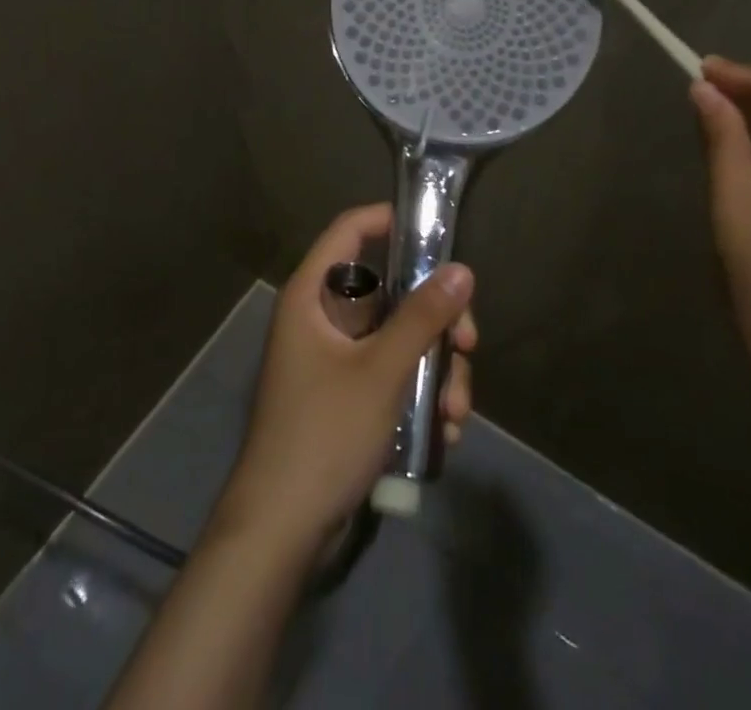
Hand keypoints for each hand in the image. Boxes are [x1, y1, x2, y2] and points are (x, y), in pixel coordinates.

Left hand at [214, 203, 476, 548]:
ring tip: (456, 412)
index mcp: (313, 295)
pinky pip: (391, 374)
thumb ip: (422, 317)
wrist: (282, 531)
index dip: (388, 219)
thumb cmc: (324, 433)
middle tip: (467, 346)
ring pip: (398, 339)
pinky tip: (445, 430)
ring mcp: (335, 360)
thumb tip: (462, 270)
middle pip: (389, 292)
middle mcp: (321, 318)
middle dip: (435, 321)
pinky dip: (419, 394)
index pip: (349, 230)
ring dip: (435, 370)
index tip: (435, 232)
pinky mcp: (347, 396)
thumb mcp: (382, 371)